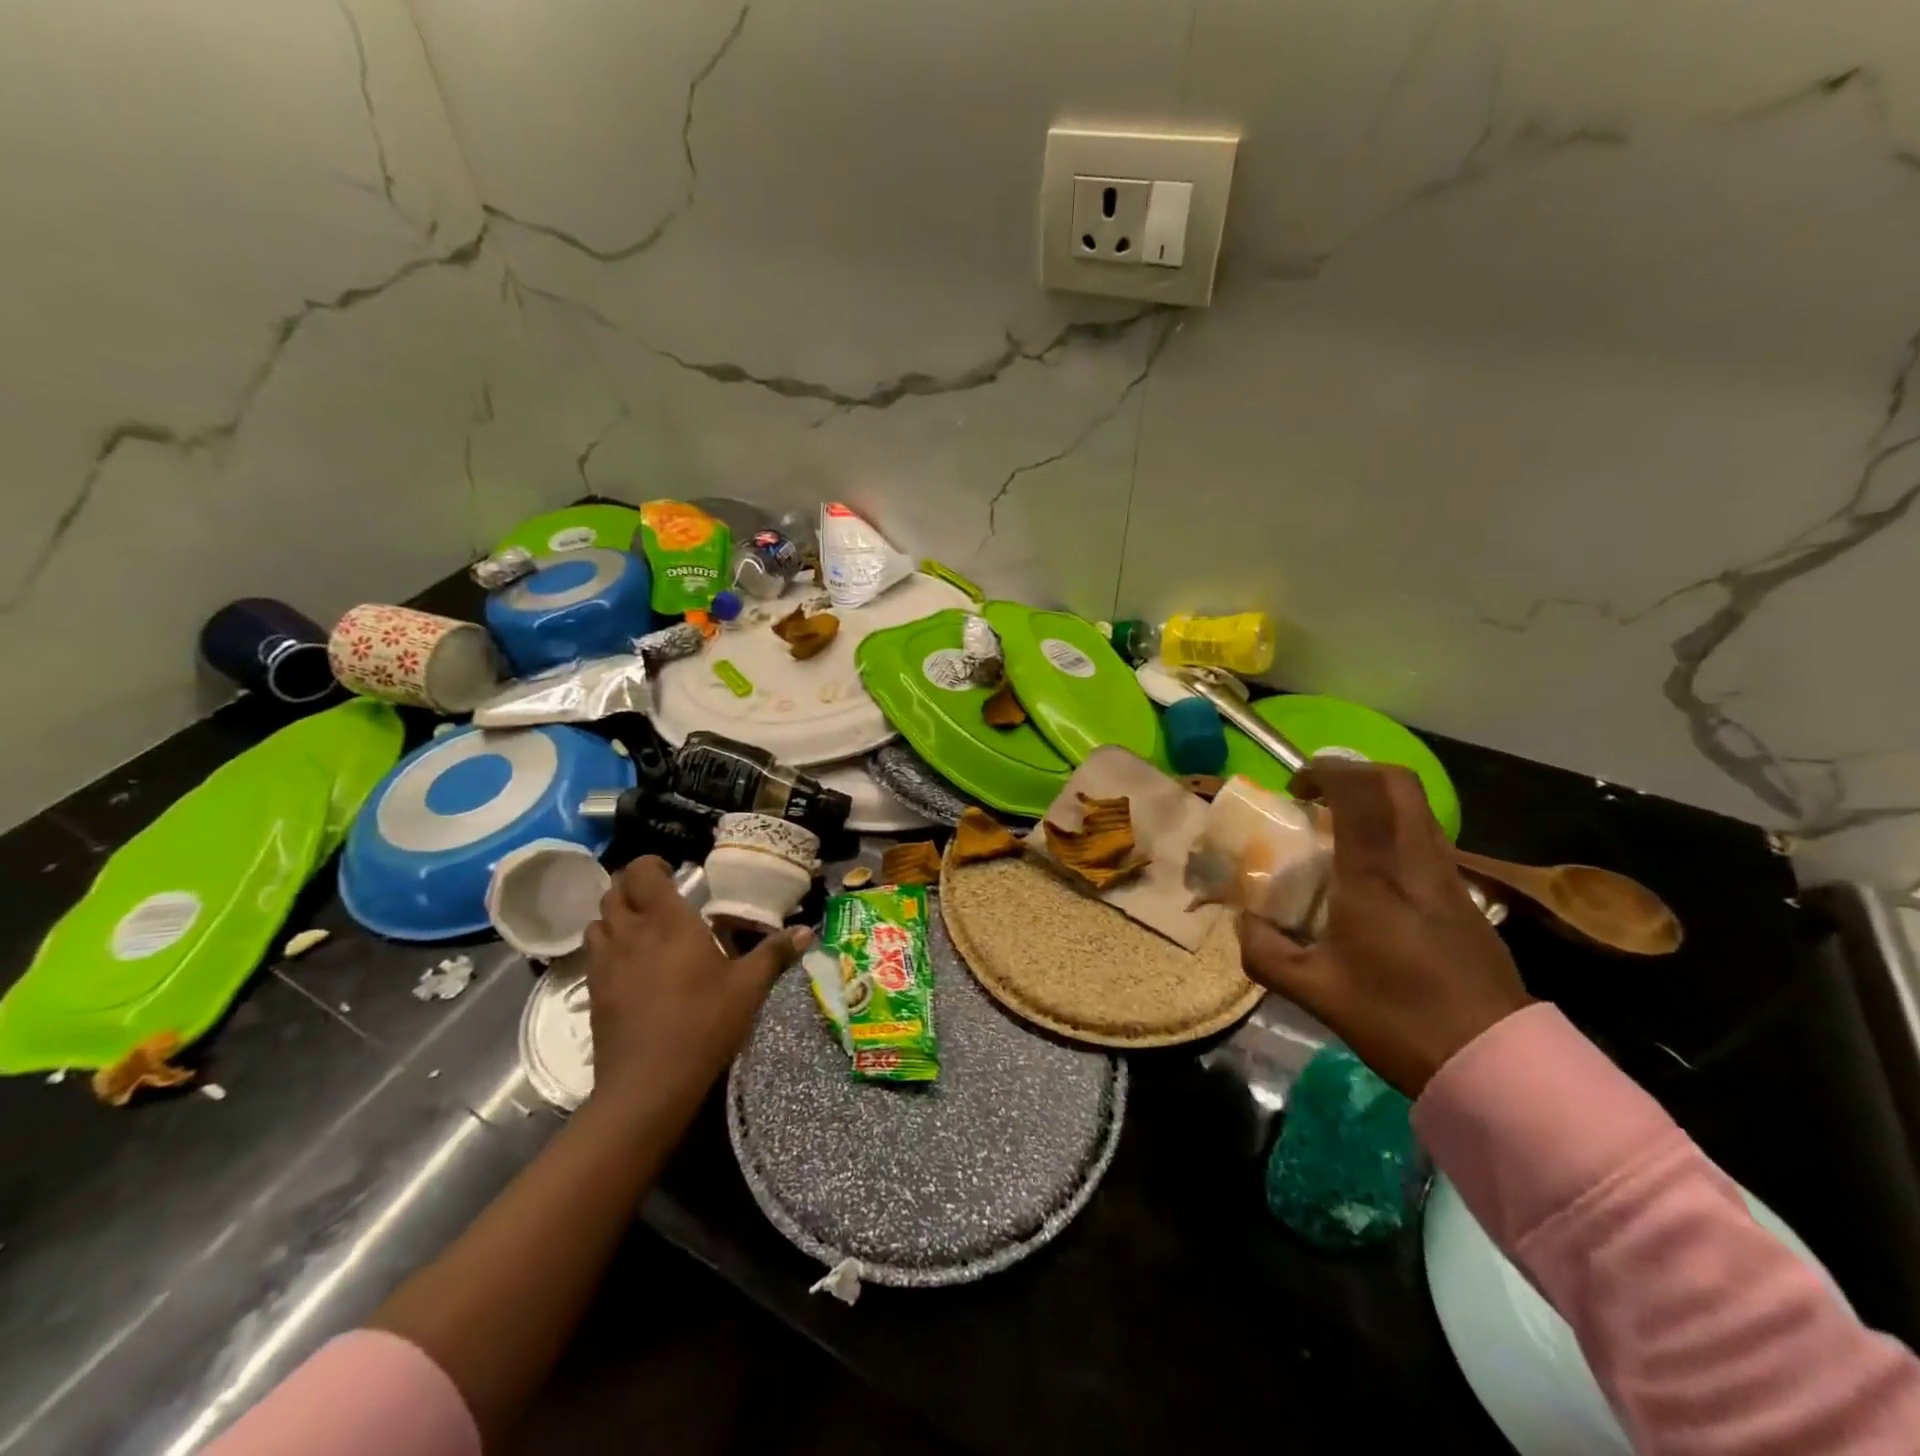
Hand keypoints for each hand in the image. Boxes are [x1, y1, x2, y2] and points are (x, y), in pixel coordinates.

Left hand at [582, 856, 810, 1115]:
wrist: (647, 1085)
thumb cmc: (703, 1024)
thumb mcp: (748, 988)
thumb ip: (774, 954)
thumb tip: (807, 931)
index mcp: (668, 923)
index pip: (641, 872)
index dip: (651, 864)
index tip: (672, 872)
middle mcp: (630, 934)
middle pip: (613, 892)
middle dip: (632, 887)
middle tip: (660, 897)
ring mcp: (605, 964)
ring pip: (597, 921)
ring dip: (615, 915)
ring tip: (642, 927)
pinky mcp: (592, 993)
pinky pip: (592, 954)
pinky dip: (607, 946)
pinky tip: (630, 965)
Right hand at [1238, 759, 1532, 1097]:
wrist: (1493, 1061)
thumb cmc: (1397, 1018)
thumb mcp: (1314, 991)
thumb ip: (1265, 953)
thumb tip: (1242, 924)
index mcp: (1375, 875)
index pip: (1358, 791)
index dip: (1324, 771)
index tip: (1294, 788)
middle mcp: (1416, 861)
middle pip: (1397, 783)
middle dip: (1354, 773)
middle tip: (1319, 797)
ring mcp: (1448, 877)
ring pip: (1417, 809)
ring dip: (1376, 802)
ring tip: (1340, 832)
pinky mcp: (1466, 898)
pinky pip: (1426, 840)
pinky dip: (1394, 832)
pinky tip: (1372, 875)